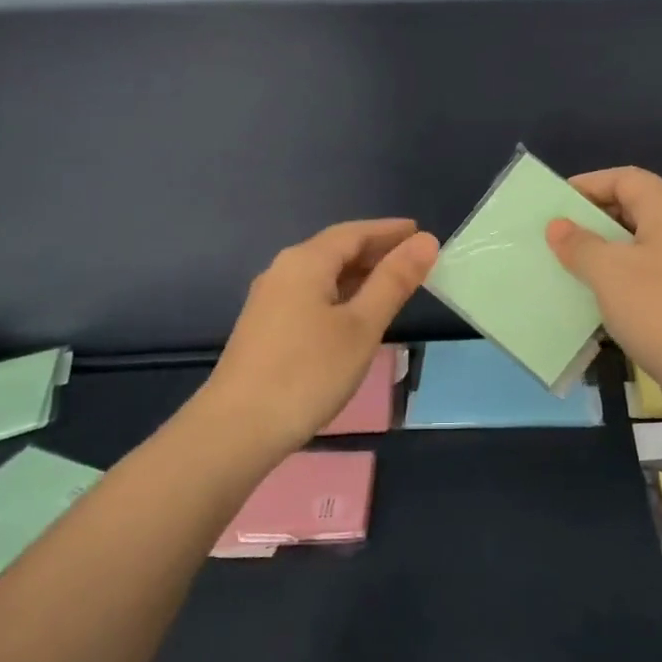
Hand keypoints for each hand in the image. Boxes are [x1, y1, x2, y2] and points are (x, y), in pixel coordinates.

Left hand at [199, 218, 438, 457]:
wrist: (236, 430)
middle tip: (414, 259)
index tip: (420, 232)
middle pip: (336, 249)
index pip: (354, 232)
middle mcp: (283, 271)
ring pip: (322, 274)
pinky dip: (340, 295)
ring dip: (359, 274)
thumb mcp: (361, 326)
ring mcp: (269, 300)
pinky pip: (311, 295)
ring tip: (392, 284)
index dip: (389, 231)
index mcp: (306, 261)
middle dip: (376, 250)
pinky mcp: (265, 328)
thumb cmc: (307, 373)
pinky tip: (354, 316)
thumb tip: (425, 241)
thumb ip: (394, 281)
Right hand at [545, 167, 661, 413]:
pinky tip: (600, 297)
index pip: (625, 178)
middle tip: (558, 234)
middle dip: (595, 218)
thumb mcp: (608, 272)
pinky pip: (652, 272)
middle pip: (636, 207)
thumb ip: (579, 244)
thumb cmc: (659, 310)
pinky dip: (624, 276)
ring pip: (643, 243)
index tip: (555, 202)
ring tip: (571, 264)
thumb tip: (558, 226)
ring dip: (607, 250)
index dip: (588, 184)